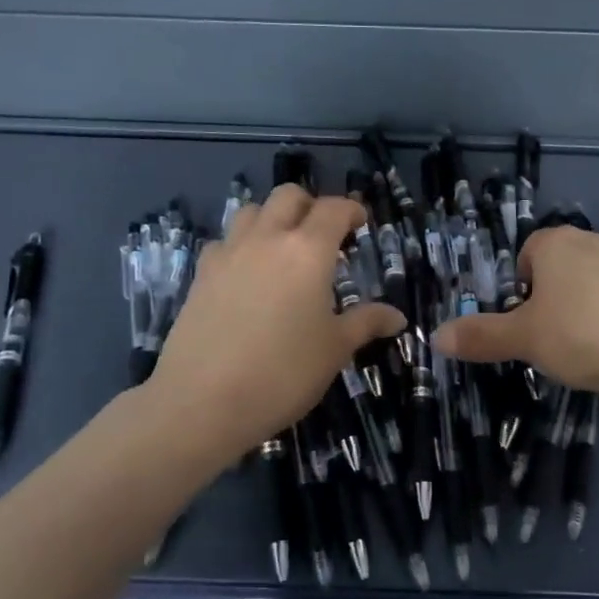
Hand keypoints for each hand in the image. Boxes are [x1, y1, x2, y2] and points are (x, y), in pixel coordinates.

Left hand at [146, 185, 404, 464]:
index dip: (352, 210)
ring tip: (283, 248)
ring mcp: (228, 254)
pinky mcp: (200, 275)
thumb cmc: (283, 373)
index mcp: (308, 251)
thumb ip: (366, 323)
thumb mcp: (335, 350)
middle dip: (310, 205)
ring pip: (250, 211)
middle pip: (288, 197)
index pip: (334, 209)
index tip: (361, 223)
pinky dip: (240, 245)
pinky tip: (246, 275)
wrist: (203, 401)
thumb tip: (397, 317)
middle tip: (324, 233)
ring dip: (271, 218)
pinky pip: (224, 242)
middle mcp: (267, 239)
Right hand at [431, 225, 598, 402]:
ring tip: (585, 347)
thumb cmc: (584, 335)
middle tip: (550, 339)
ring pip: (590, 282)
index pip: (525, 256)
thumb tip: (436, 336)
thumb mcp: (524, 340)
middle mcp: (592, 239)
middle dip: (549, 300)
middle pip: (557, 268)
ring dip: (582, 308)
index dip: (519, 291)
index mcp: (555, 242)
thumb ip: (480, 336)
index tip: (525, 325)